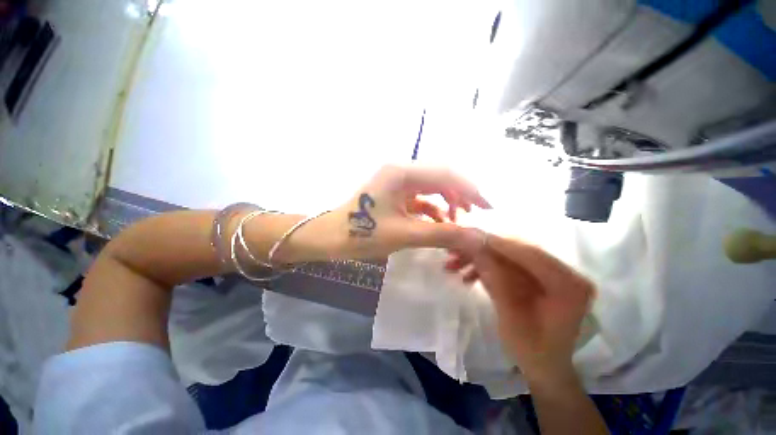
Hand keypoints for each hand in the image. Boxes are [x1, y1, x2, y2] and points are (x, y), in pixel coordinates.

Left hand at [319, 164, 490, 259]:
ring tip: (458, 222)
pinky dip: (433, 210)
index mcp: (401, 172)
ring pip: (431, 188)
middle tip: (475, 216)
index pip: (445, 174)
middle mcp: (401, 171)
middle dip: (460, 196)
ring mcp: (397, 183)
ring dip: (447, 203)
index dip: (470, 190)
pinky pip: (420, 198)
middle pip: (440, 178)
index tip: (487, 208)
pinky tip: (439, 223)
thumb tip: (478, 238)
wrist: (330, 237)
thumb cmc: (362, 234)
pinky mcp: (394, 194)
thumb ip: (443, 234)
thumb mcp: (405, 234)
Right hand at [446, 235, 593, 386]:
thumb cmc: (532, 350)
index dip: (497, 244)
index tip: (466, 237)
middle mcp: (563, 271)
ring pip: (506, 254)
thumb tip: (474, 246)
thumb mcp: (511, 318)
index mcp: (569, 285)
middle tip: (453, 249)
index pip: (530, 254)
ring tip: (452, 264)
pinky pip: (505, 263)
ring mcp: (547, 271)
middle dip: (481, 249)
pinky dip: (484, 266)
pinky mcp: (534, 274)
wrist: (544, 364)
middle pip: (515, 250)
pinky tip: (466, 274)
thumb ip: (495, 279)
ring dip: (478, 257)